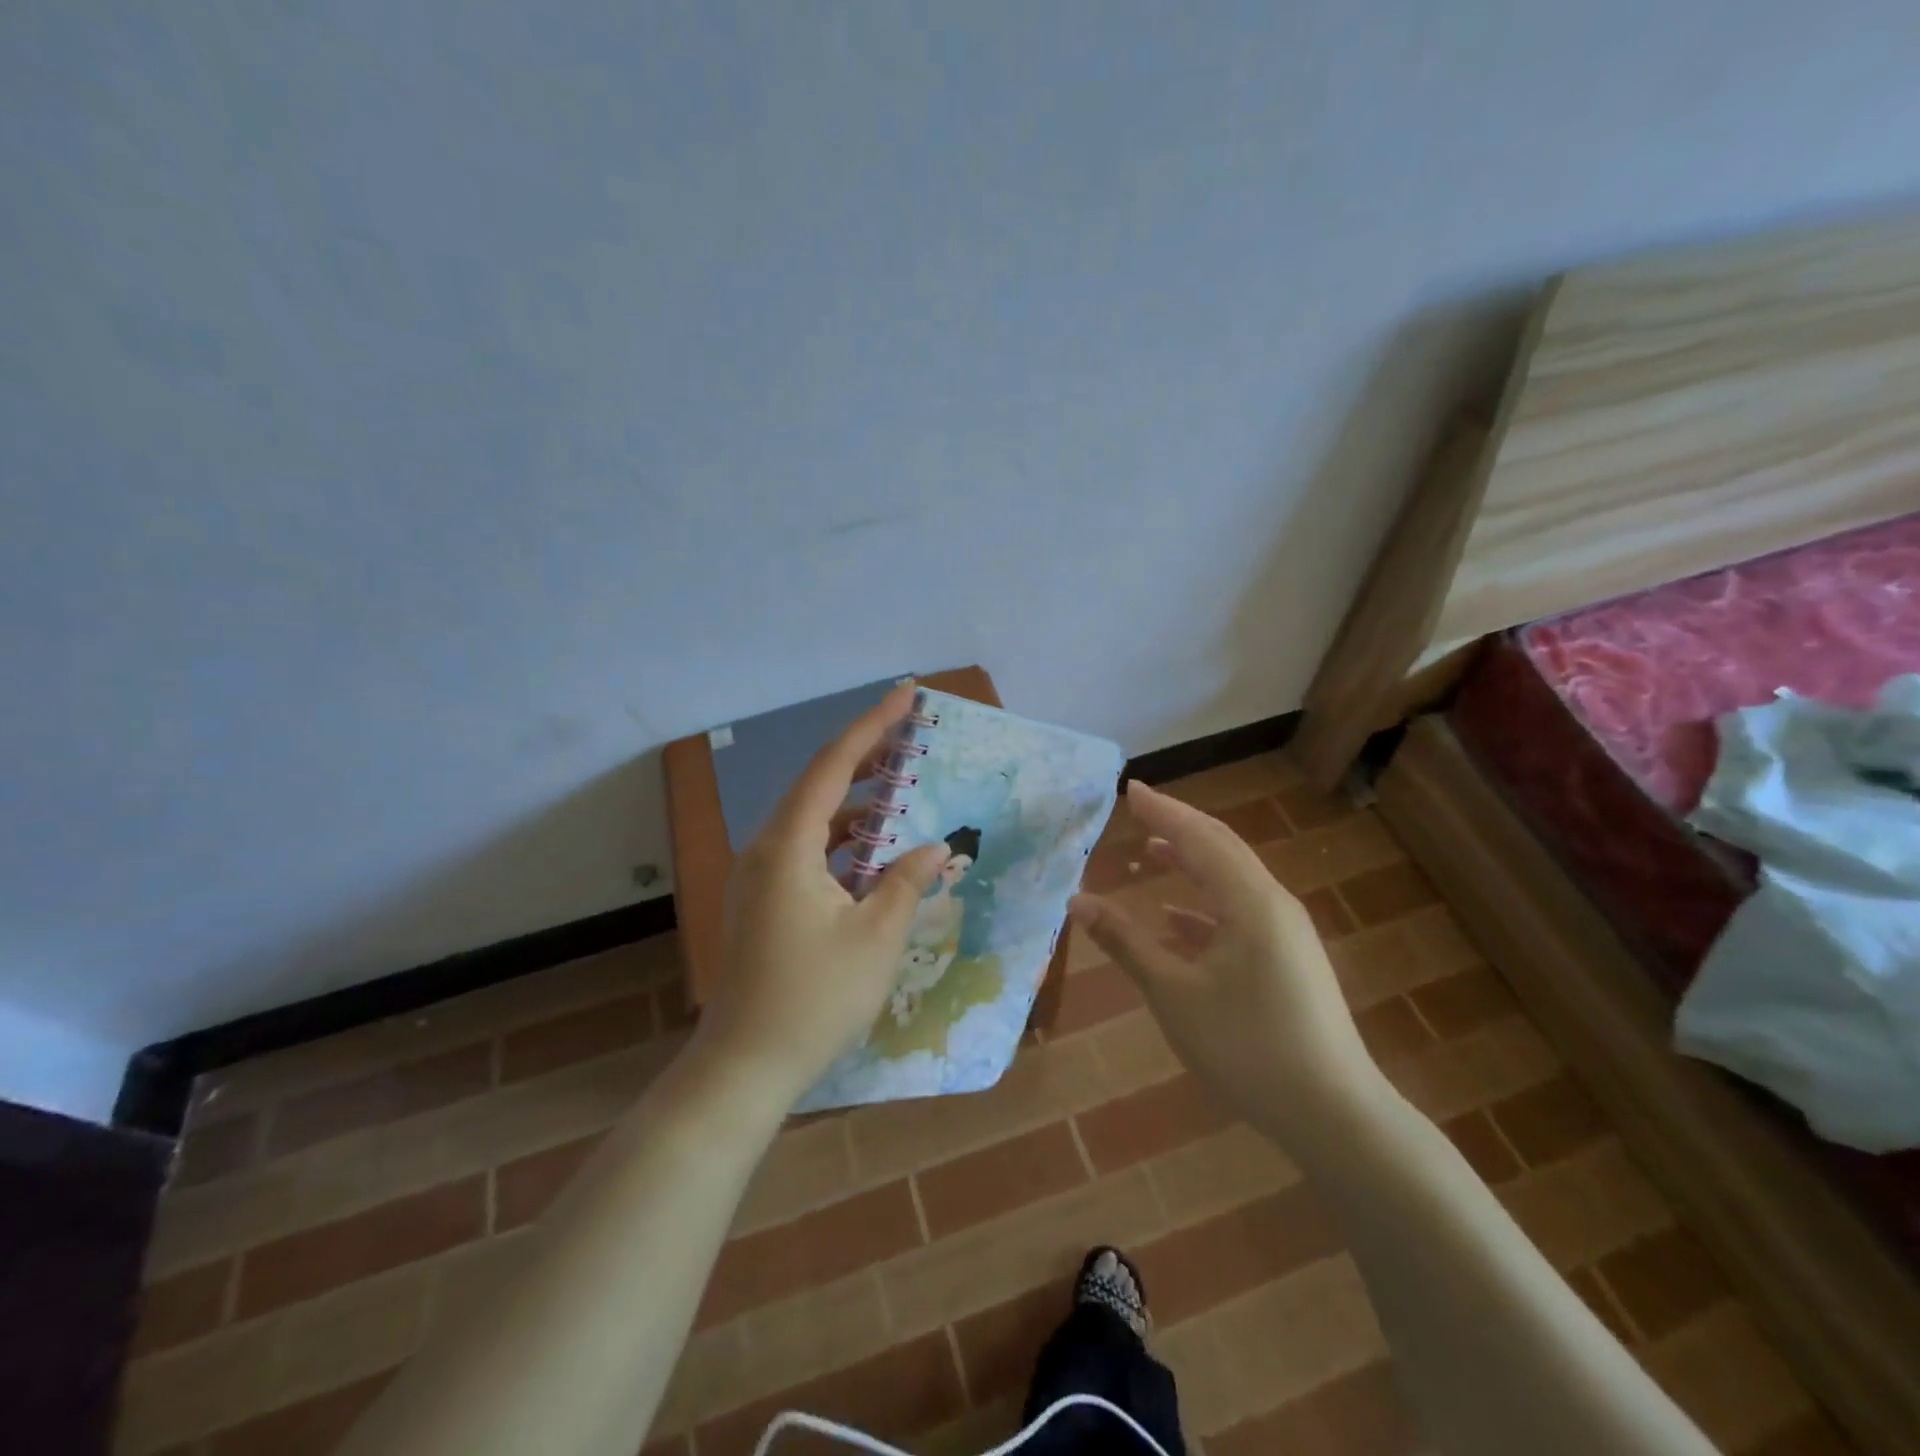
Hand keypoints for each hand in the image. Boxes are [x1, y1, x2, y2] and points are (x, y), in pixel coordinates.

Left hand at [695, 684, 947, 1109]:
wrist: (744, 1067)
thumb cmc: (815, 1000)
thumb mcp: (877, 938)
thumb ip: (907, 882)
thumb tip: (932, 848)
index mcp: (788, 846)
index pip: (833, 766)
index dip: (872, 726)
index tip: (906, 694)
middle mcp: (765, 849)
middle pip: (818, 785)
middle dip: (865, 757)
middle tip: (908, 733)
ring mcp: (758, 877)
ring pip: (812, 821)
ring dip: (855, 805)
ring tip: (899, 790)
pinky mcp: (761, 901)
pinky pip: (805, 852)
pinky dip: (841, 843)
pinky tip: (873, 854)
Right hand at [1068, 782, 1386, 1146]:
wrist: (1334, 1114)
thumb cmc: (1247, 1048)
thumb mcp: (1174, 994)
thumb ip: (1126, 943)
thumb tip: (1078, 901)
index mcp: (1249, 902)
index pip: (1199, 837)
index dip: (1163, 810)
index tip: (1129, 789)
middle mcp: (1273, 905)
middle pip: (1221, 849)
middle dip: (1179, 825)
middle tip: (1139, 809)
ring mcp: (1286, 933)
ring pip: (1232, 880)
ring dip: (1192, 862)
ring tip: (1153, 852)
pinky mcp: (1289, 959)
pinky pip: (1241, 912)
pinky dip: (1205, 905)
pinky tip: (1176, 919)